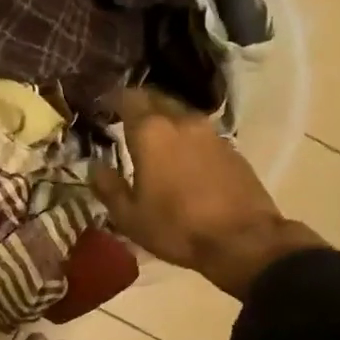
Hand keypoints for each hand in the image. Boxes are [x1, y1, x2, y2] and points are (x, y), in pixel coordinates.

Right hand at [90, 87, 324, 299]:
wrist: (244, 242)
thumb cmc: (177, 228)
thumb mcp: (129, 216)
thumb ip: (108, 186)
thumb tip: (95, 166)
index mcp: (150, 132)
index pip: (127, 98)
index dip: (112, 99)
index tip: (103, 107)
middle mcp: (181, 121)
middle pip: (156, 98)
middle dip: (139, 104)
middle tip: (125, 119)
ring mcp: (210, 132)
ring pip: (180, 113)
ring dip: (164, 120)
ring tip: (154, 139)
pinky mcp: (231, 148)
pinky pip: (200, 132)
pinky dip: (186, 137)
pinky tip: (182, 157)